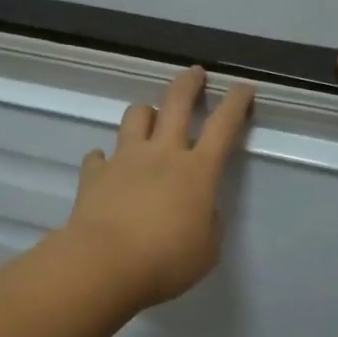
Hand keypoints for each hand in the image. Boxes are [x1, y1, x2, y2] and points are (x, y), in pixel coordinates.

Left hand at [62, 66, 255, 307]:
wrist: (105, 264)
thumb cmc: (166, 261)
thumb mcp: (207, 249)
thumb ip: (208, 223)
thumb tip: (199, 209)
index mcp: (197, 171)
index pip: (223, 126)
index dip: (236, 103)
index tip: (243, 87)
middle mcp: (161, 154)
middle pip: (176, 103)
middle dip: (189, 83)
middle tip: (195, 73)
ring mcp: (125, 160)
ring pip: (135, 117)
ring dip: (145, 111)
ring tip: (149, 116)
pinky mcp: (94, 174)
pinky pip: (99, 156)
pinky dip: (104, 158)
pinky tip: (105, 165)